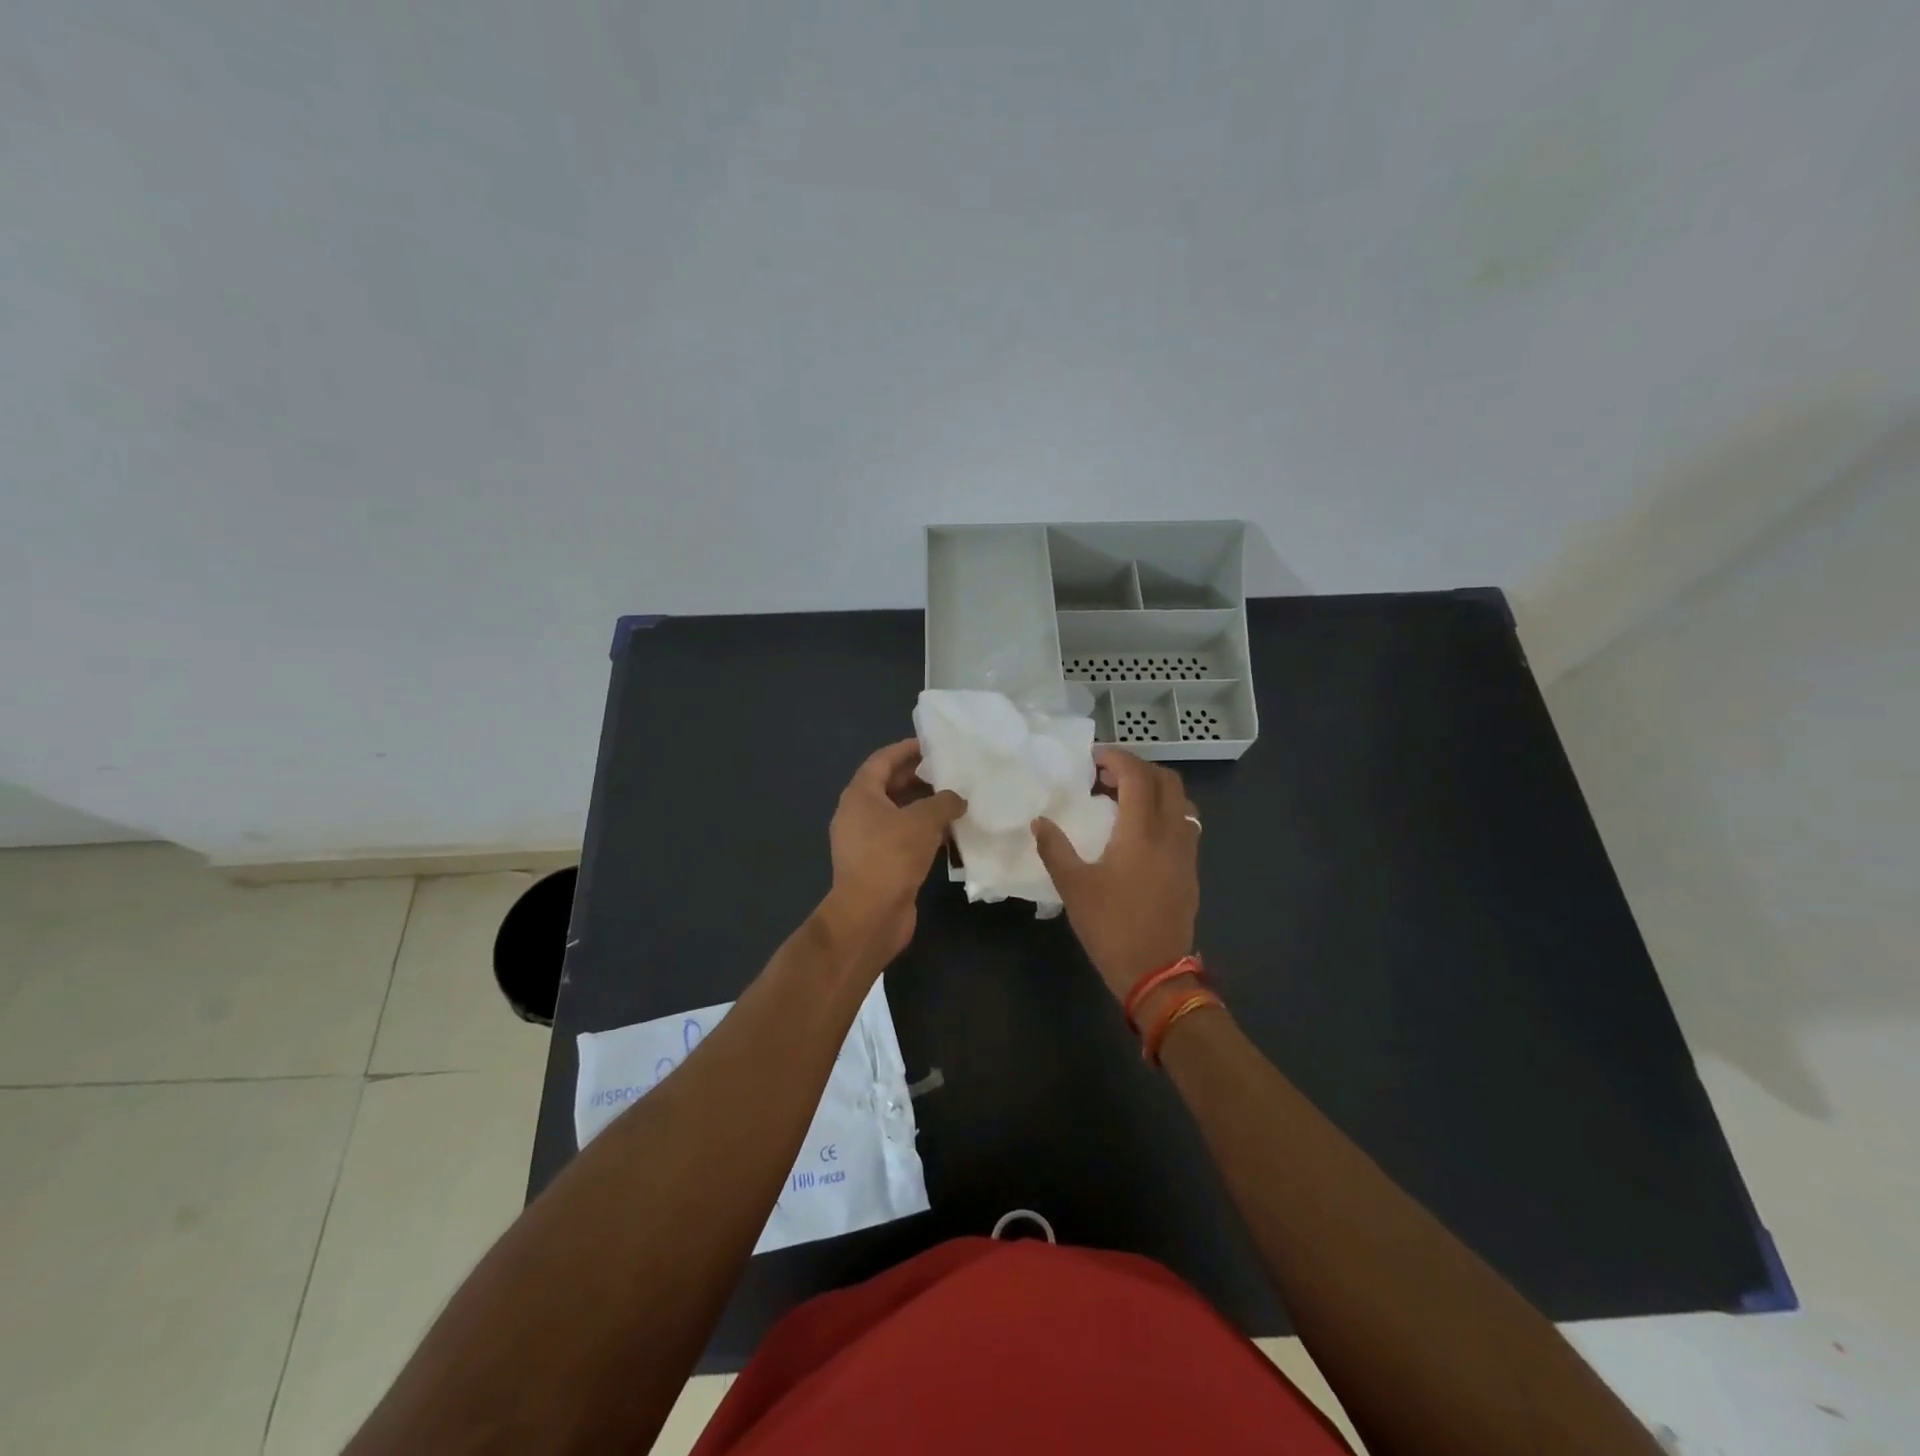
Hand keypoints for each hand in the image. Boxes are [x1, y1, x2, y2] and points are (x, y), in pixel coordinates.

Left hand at [818, 738, 966, 973]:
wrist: (870, 916)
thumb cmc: (891, 857)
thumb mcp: (922, 821)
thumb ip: (944, 802)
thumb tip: (958, 797)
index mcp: (860, 795)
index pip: (882, 760)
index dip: (907, 749)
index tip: (934, 744)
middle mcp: (858, 814)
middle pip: (890, 786)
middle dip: (920, 777)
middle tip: (952, 771)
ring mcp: (867, 841)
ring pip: (899, 814)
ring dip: (925, 807)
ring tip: (958, 799)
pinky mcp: (879, 864)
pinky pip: (903, 838)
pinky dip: (924, 832)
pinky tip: (951, 834)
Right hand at [1032, 748, 1199, 1002]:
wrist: (1155, 972)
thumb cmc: (1111, 926)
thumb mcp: (1073, 887)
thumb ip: (1054, 848)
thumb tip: (1040, 821)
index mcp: (1141, 832)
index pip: (1138, 776)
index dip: (1117, 758)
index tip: (1093, 758)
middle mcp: (1171, 832)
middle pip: (1167, 780)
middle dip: (1138, 768)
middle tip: (1106, 775)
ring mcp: (1186, 851)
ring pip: (1181, 800)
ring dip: (1154, 788)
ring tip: (1123, 798)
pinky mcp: (1190, 868)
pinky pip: (1184, 821)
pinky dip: (1164, 809)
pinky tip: (1139, 829)